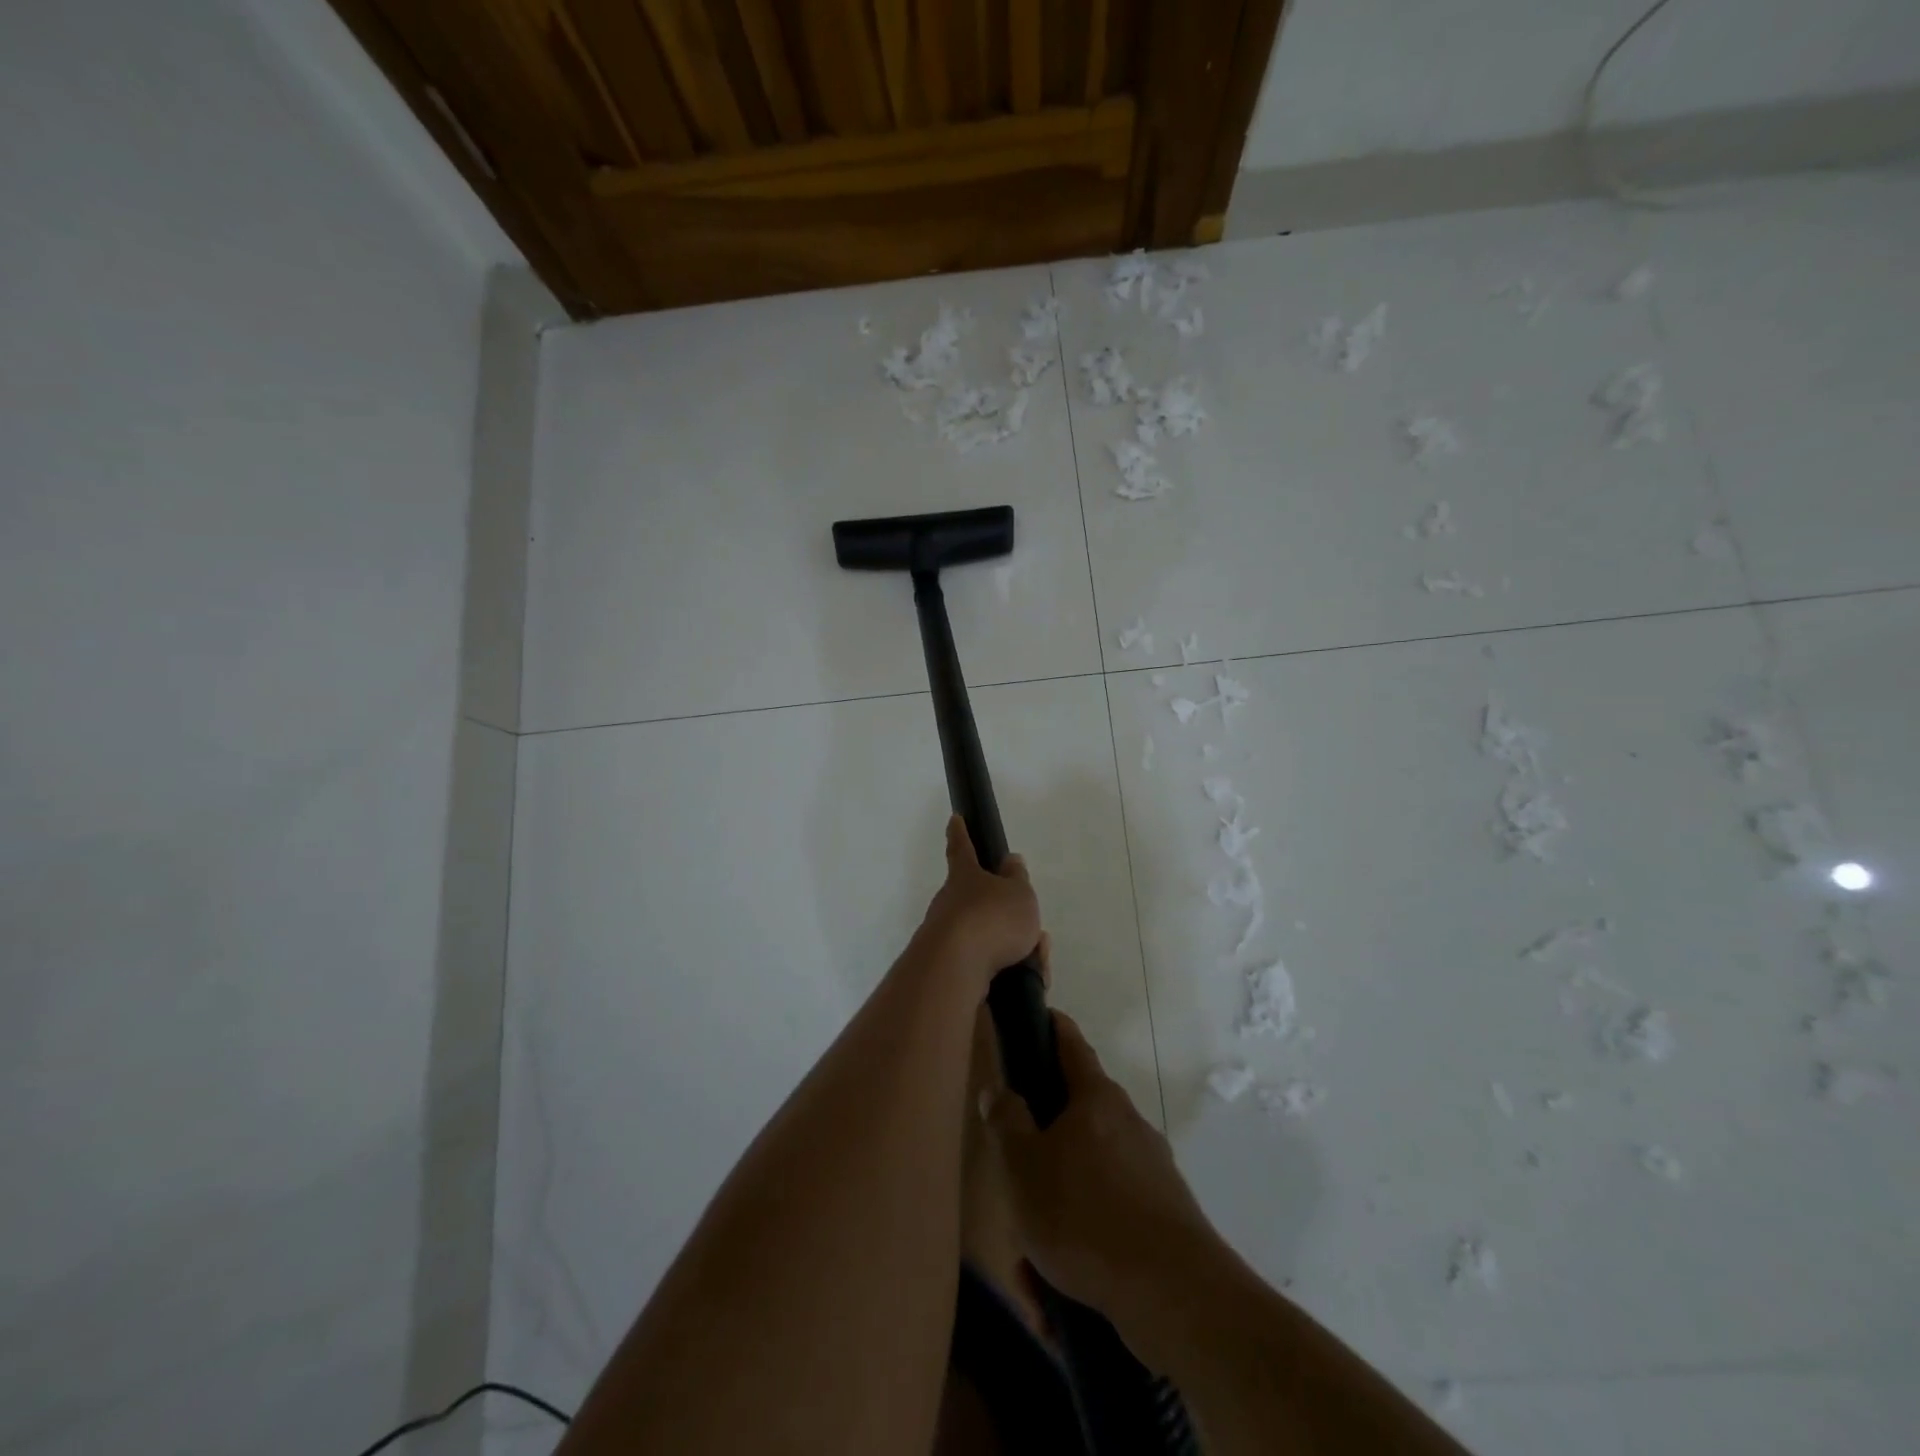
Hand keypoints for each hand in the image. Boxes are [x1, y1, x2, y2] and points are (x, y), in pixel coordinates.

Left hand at [916, 816, 1041, 991]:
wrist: (956, 969)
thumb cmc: (991, 919)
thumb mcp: (1018, 893)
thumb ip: (1017, 878)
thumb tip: (1010, 861)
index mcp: (964, 876)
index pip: (961, 848)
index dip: (960, 833)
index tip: (954, 818)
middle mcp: (949, 902)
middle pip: (976, 902)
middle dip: (1002, 914)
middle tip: (1031, 929)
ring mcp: (945, 935)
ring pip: (985, 937)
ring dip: (1012, 946)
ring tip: (1036, 958)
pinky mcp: (948, 966)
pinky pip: (986, 964)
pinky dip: (1008, 969)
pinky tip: (1026, 978)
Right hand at [985, 1014, 1225, 1339]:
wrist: (1174, 1294)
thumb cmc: (1084, 1214)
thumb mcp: (1024, 1167)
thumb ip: (1007, 1123)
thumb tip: (998, 1089)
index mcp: (1096, 1099)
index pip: (1071, 1044)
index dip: (1052, 1026)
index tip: (1038, 1016)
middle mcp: (1128, 1123)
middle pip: (1077, 1117)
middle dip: (1042, 1147)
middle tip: (1014, 1179)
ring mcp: (1150, 1169)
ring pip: (1088, 1177)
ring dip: (1056, 1210)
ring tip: (1029, 1262)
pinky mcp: (1163, 1216)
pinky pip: (1107, 1218)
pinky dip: (1080, 1244)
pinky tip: (1056, 1292)